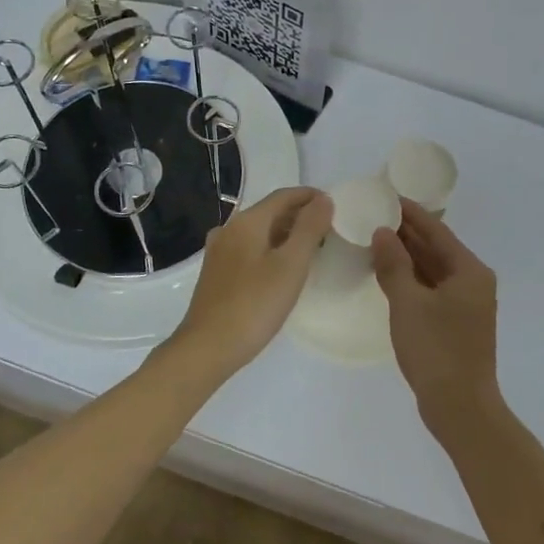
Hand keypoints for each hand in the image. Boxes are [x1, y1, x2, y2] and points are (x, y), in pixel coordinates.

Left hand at [171, 187, 333, 375]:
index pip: (283, 196)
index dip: (310, 197)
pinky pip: (250, 249)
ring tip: (312, 249)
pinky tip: (283, 268)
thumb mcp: (291, 265)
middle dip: (300, 215)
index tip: (335, 206)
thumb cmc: (255, 305)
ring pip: (259, 232)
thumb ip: (310, 228)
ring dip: (286, 233)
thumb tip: (323, 200)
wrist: (208, 347)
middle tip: (329, 230)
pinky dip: (271, 249)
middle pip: (270, 212)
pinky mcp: (216, 273)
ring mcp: (219, 252)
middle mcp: (229, 229)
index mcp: (247, 222)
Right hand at [372, 201, 498, 425]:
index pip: (437, 231)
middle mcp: (473, 282)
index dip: (411, 213)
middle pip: (437, 249)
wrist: (460, 407)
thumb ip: (394, 264)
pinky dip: (412, 280)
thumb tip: (383, 232)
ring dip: (408, 257)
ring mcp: (467, 304)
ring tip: (376, 240)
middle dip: (407, 234)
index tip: (388, 196)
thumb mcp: (408, 303)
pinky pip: (432, 289)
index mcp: (469, 271)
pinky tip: (389, 275)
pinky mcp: (456, 323)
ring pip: (434, 270)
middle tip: (375, 216)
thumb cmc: (436, 349)